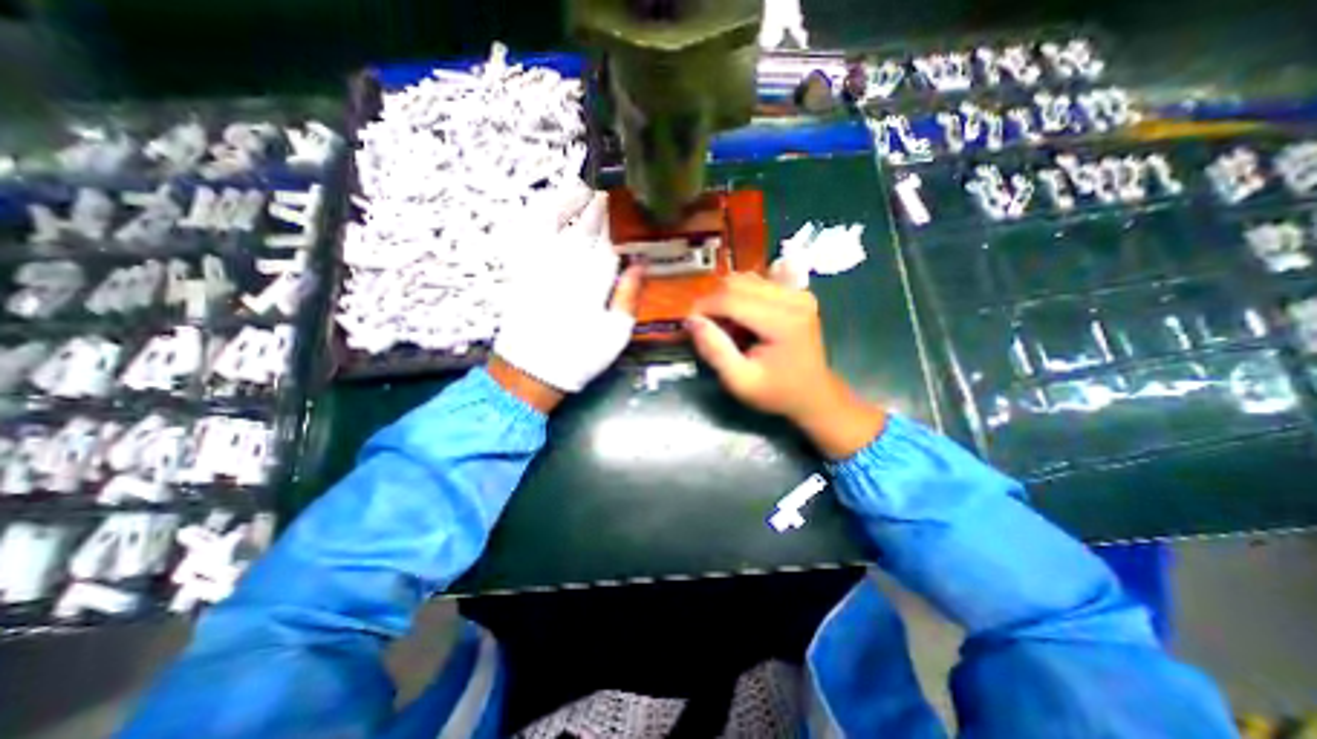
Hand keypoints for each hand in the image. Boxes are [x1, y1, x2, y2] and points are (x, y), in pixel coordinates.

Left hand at [491, 183, 646, 410]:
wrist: (532, 370)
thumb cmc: (580, 356)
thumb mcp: (615, 334)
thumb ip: (628, 297)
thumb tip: (641, 266)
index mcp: (594, 281)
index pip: (611, 246)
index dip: (619, 228)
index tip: (626, 211)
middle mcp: (568, 264)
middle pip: (585, 228)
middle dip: (597, 208)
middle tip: (606, 191)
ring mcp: (541, 264)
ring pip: (554, 223)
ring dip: (566, 203)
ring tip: (578, 189)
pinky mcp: (520, 269)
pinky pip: (525, 236)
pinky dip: (533, 220)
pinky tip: (541, 209)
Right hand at [691, 270, 882, 457]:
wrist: (813, 394)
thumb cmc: (777, 392)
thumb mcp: (740, 382)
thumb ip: (715, 350)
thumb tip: (691, 321)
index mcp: (783, 321)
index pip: (731, 299)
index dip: (703, 308)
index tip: (688, 325)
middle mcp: (793, 298)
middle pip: (737, 283)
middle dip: (713, 303)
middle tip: (709, 330)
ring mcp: (798, 292)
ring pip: (745, 279)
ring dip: (726, 299)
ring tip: (727, 327)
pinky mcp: (797, 292)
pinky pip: (758, 283)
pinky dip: (741, 296)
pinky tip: (743, 318)